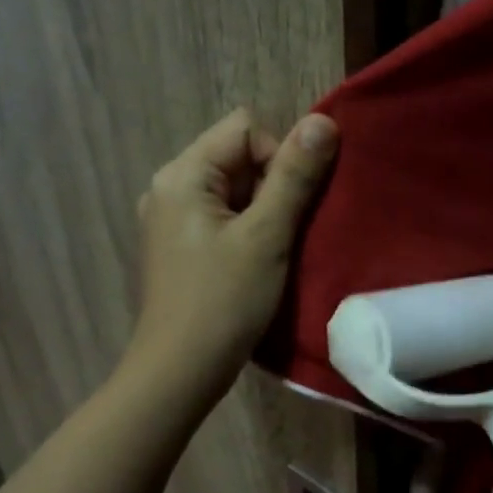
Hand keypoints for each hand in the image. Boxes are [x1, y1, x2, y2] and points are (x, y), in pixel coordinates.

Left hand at [127, 107, 337, 402]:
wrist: (179, 372)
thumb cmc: (224, 301)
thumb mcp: (267, 235)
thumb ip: (295, 176)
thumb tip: (323, 121)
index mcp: (182, 174)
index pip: (244, 128)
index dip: (278, 157)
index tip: (286, 207)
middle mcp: (168, 188)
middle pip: (237, 157)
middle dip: (271, 187)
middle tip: (281, 234)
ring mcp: (170, 220)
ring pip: (233, 191)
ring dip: (263, 212)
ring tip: (271, 253)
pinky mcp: (178, 248)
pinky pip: (221, 218)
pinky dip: (246, 232)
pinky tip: (254, 265)